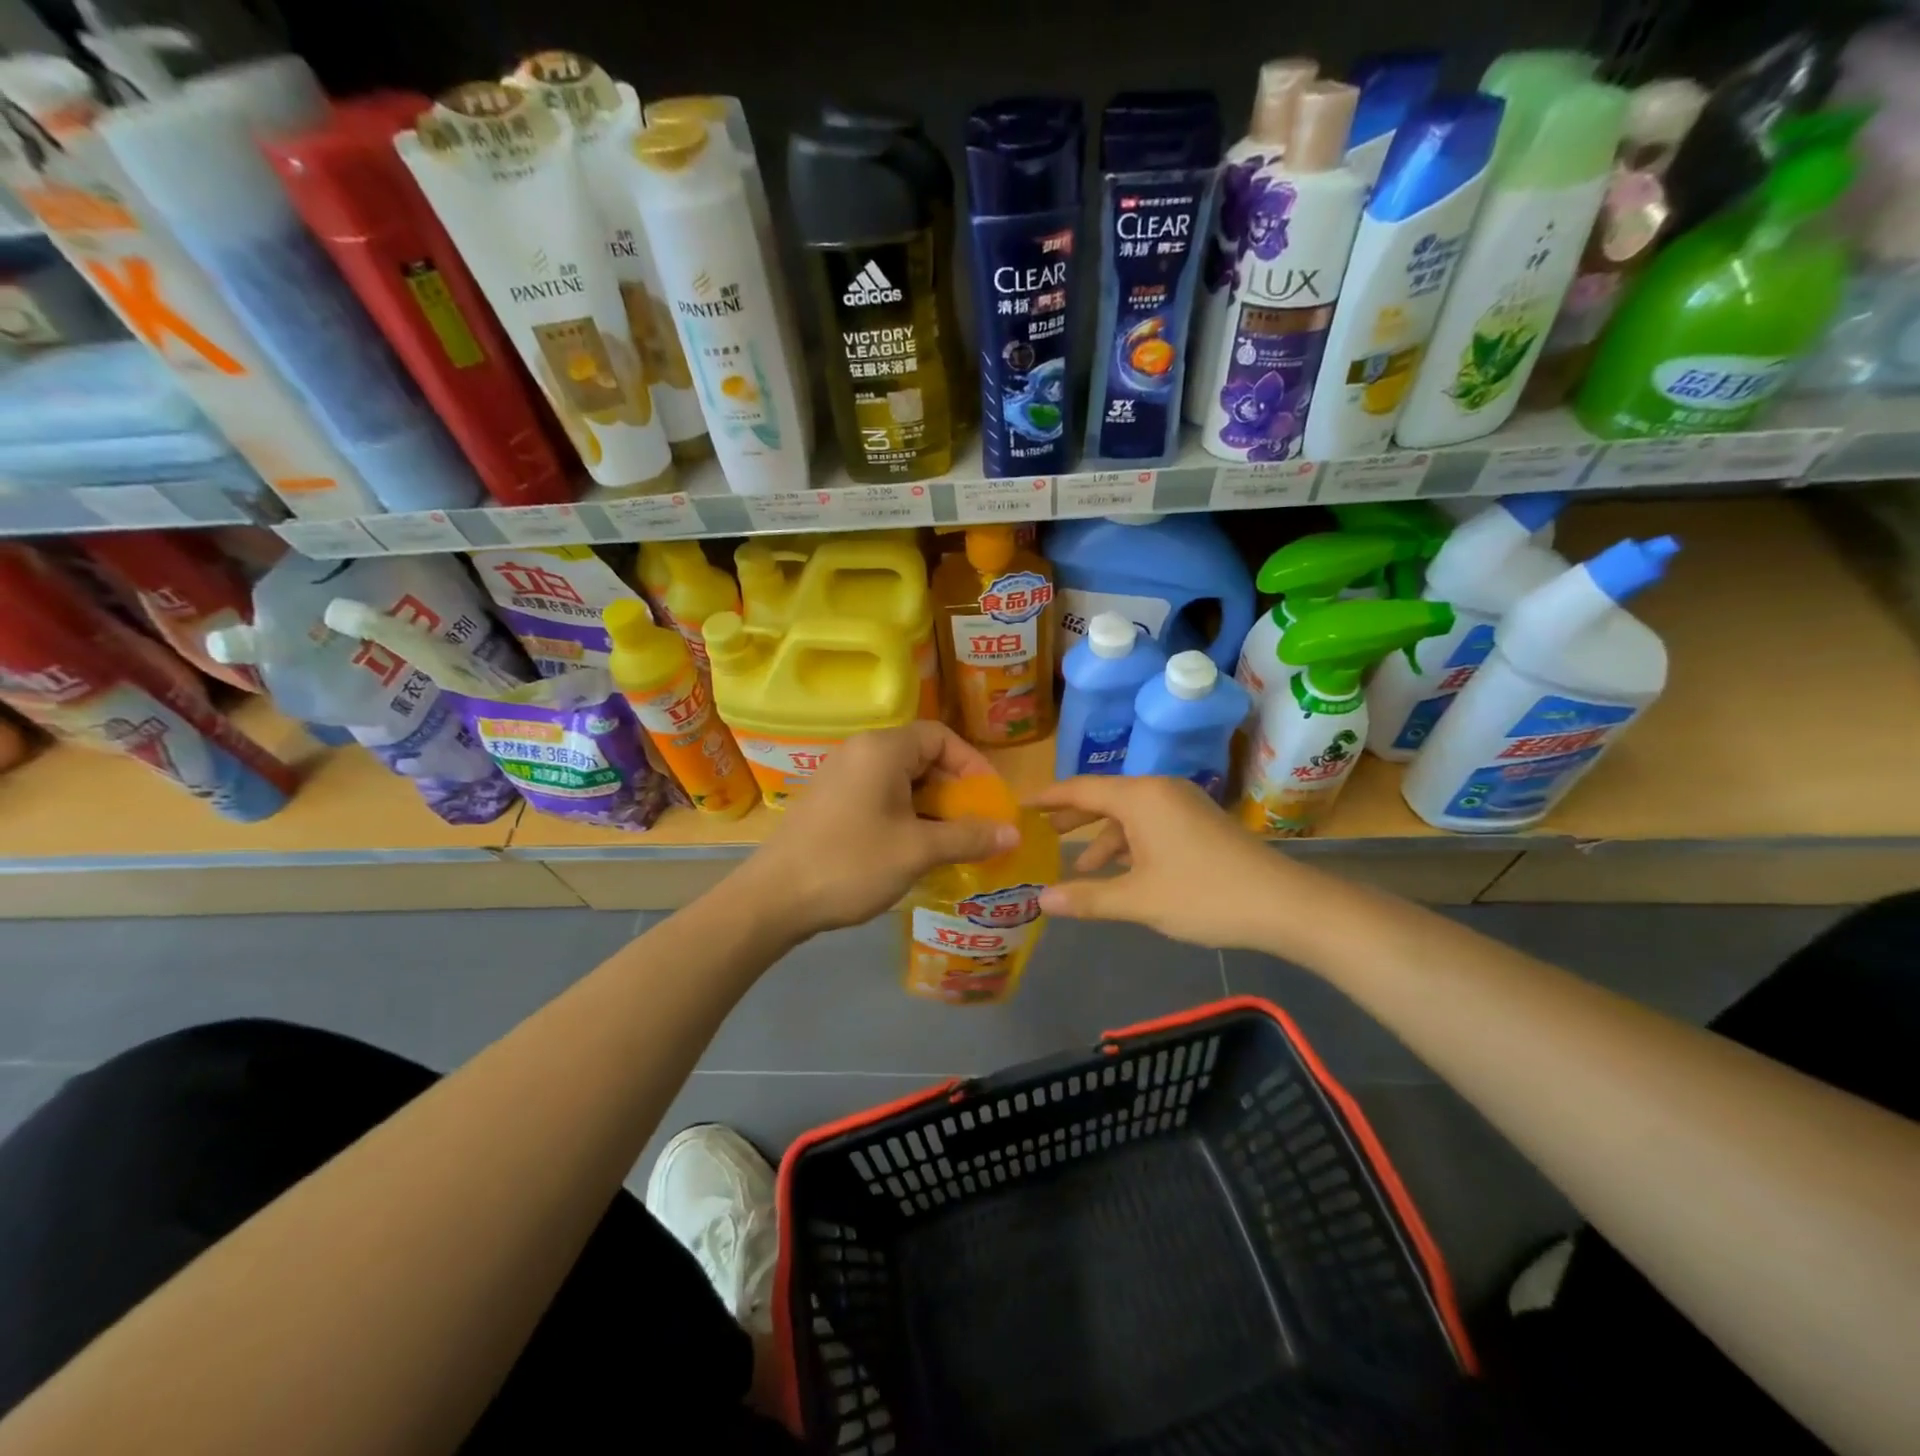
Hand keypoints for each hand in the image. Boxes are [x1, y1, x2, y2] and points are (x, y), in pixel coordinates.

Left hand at [742, 723, 1020, 939]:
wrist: (773, 899)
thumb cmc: (851, 864)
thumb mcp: (917, 851)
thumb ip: (968, 837)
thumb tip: (1013, 833)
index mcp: (882, 749)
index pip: (940, 736)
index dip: (972, 765)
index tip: (990, 800)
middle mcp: (859, 752)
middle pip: (921, 756)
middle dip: (953, 790)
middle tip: (974, 825)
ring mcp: (840, 776)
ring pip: (900, 779)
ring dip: (930, 806)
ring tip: (950, 841)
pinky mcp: (829, 801)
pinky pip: (878, 795)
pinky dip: (904, 814)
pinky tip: (913, 848)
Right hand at [1031, 775, 1302, 950]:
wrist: (1284, 904)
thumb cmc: (1204, 895)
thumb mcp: (1139, 900)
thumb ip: (1087, 897)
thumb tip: (1040, 900)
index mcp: (1140, 797)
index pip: (1080, 789)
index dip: (1047, 798)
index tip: (1019, 805)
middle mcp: (1159, 791)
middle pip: (1104, 798)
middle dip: (1071, 818)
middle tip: (1038, 833)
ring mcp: (1182, 805)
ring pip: (1128, 815)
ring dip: (1102, 839)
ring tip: (1079, 870)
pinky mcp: (1198, 823)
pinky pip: (1150, 825)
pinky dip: (1129, 845)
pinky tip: (1122, 873)